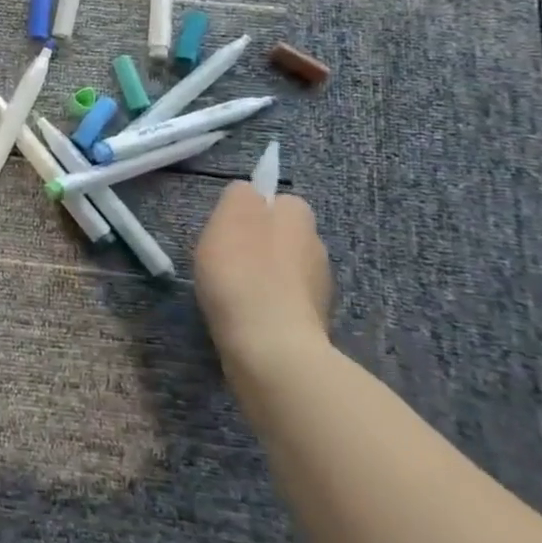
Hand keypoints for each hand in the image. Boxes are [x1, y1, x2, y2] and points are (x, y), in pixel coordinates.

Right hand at [193, 181, 333, 378]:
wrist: (271, 348)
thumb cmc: (244, 273)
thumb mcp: (229, 216)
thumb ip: (239, 194)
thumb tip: (249, 194)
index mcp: (300, 217)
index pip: (278, 200)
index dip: (251, 211)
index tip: (226, 228)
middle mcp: (317, 247)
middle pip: (281, 235)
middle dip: (257, 243)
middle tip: (222, 259)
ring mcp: (319, 289)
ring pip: (283, 270)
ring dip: (262, 275)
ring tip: (229, 292)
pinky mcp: (312, 324)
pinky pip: (283, 302)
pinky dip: (266, 305)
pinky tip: (244, 316)